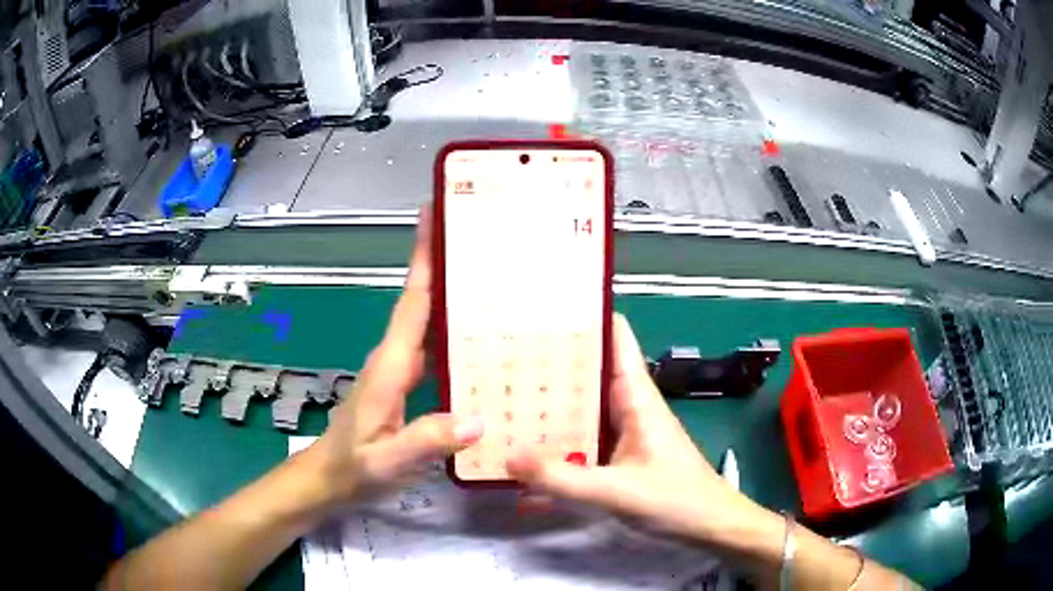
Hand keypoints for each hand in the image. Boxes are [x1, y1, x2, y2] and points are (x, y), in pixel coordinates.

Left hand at [309, 208, 483, 504]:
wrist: (329, 480)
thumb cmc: (354, 468)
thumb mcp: (389, 460)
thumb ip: (427, 440)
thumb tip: (478, 418)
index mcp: (391, 365)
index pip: (412, 302)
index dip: (423, 257)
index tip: (436, 216)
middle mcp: (396, 359)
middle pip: (424, 303)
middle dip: (448, 268)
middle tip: (489, 244)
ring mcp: (400, 372)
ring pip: (431, 326)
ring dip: (455, 300)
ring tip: (498, 286)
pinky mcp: (406, 387)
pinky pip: (435, 352)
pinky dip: (456, 337)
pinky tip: (484, 347)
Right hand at [507, 314, 766, 543]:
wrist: (708, 527)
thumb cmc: (675, 500)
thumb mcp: (616, 491)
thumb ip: (561, 479)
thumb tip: (507, 456)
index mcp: (635, 395)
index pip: (613, 336)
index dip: (582, 317)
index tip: (538, 311)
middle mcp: (626, 405)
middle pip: (585, 371)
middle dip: (546, 364)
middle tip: (499, 356)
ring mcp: (621, 432)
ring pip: (579, 409)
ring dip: (545, 406)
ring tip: (499, 398)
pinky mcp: (616, 457)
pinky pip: (580, 443)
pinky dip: (555, 445)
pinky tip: (522, 457)